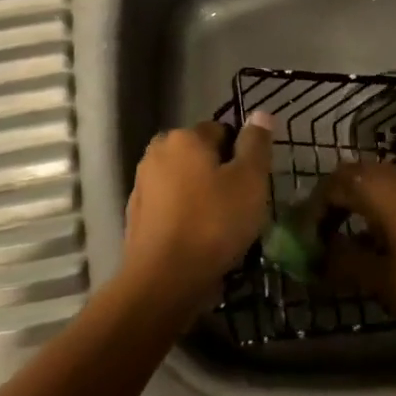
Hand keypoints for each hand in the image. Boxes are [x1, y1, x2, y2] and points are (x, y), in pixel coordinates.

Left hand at [122, 116, 274, 310]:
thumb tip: (260, 113)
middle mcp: (157, 152)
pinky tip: (197, 240)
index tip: (251, 184)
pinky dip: (184, 215)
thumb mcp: (250, 181)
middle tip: (239, 206)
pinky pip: (170, 206)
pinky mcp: (135, 215)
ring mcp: (142, 184)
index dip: (241, 156)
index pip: (222, 131)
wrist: (163, 281)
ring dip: (201, 195)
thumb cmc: (213, 224)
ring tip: (220, 227)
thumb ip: (256, 144)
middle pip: (201, 155)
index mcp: (184, 137)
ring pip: (184, 181)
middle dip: (219, 174)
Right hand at [325, 161, 395, 324]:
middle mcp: (395, 171)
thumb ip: (342, 262)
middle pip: (350, 177)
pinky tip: (372, 237)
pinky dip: (375, 205)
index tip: (304, 238)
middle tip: (319, 235)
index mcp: (379, 185)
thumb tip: (316, 257)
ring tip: (341, 238)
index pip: (331, 186)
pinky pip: (391, 188)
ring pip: (371, 181)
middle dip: (331, 203)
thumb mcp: (379, 276)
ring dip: (353, 203)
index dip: (313, 211)